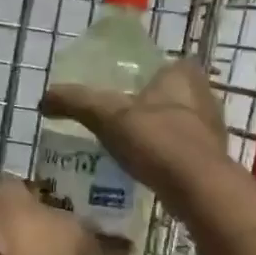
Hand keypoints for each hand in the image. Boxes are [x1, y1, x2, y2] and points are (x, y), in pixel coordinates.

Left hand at [0, 175, 129, 254]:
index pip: (37, 185)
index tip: (72, 213)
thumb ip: (98, 241)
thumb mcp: (71, 237)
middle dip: (39, 222)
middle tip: (64, 238)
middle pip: (20, 210)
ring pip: (8, 234)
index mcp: (9, 184)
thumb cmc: (27, 238)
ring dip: (24, 245)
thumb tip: (130, 248)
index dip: (56, 198)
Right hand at [41, 60, 227, 194]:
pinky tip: (144, 168)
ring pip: (176, 124)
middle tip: (117, 120)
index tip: (118, 91)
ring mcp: (211, 130)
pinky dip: (164, 157)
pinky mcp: (211, 160)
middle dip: (146, 107)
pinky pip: (181, 151)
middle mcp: (204, 96)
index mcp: (183, 75)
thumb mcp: (107, 116)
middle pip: (168, 96)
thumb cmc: (157, 141)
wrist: (198, 189)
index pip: (161, 65)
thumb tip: (44, 98)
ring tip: (126, 146)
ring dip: (155, 133)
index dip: (141, 76)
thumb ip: (76, 102)